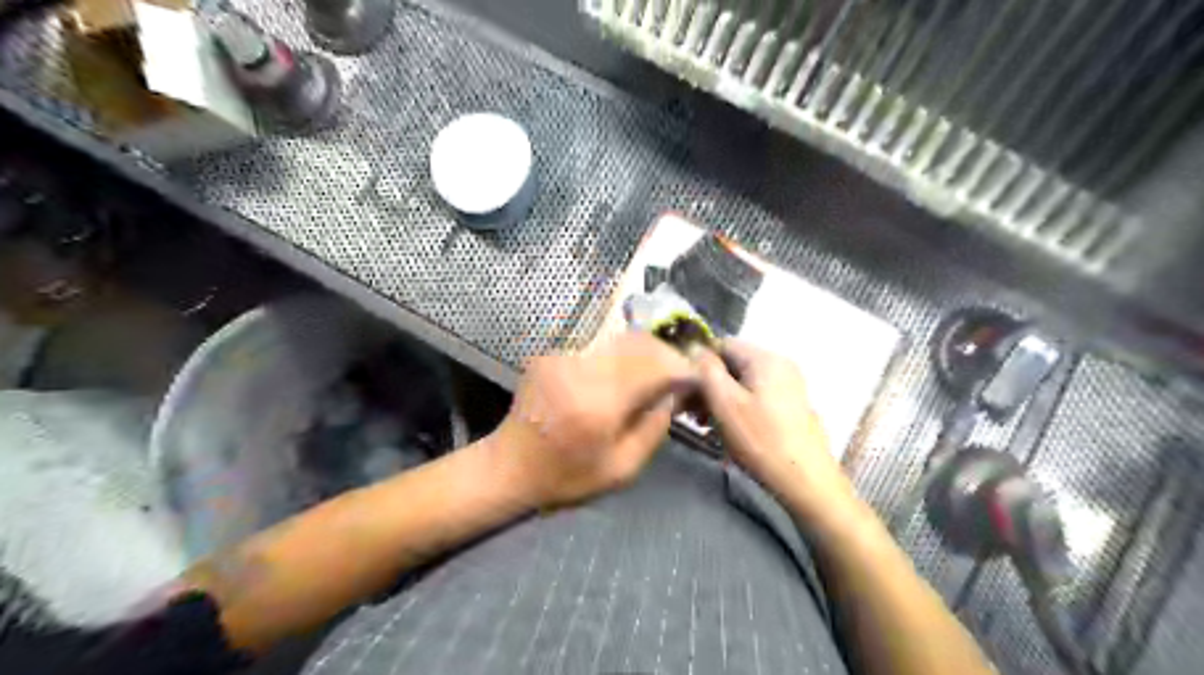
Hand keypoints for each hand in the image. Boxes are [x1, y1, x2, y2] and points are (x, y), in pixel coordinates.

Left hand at [489, 330, 695, 508]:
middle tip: (678, 374)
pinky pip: (598, 348)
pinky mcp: (552, 353)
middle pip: (639, 343)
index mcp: (599, 402)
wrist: (508, 466)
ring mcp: (563, 357)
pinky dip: (618, 358)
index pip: (655, 365)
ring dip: (644, 353)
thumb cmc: (566, 476)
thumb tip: (674, 392)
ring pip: (620, 341)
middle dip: (666, 355)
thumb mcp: (622, 468)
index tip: (695, 378)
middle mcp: (581, 369)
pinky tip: (621, 377)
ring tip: (654, 375)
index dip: (681, 366)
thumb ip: (654, 427)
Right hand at [703, 340, 860, 525]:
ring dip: (719, 399)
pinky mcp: (789, 406)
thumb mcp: (725, 402)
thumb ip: (707, 370)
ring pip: (742, 383)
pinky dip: (737, 408)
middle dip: (708, 385)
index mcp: (765, 359)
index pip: (722, 344)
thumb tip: (695, 348)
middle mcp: (779, 365)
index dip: (699, 363)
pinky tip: (724, 429)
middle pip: (733, 364)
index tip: (684, 389)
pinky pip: (755, 397)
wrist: (804, 480)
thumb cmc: (760, 439)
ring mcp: (787, 386)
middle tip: (690, 412)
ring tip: (704, 423)